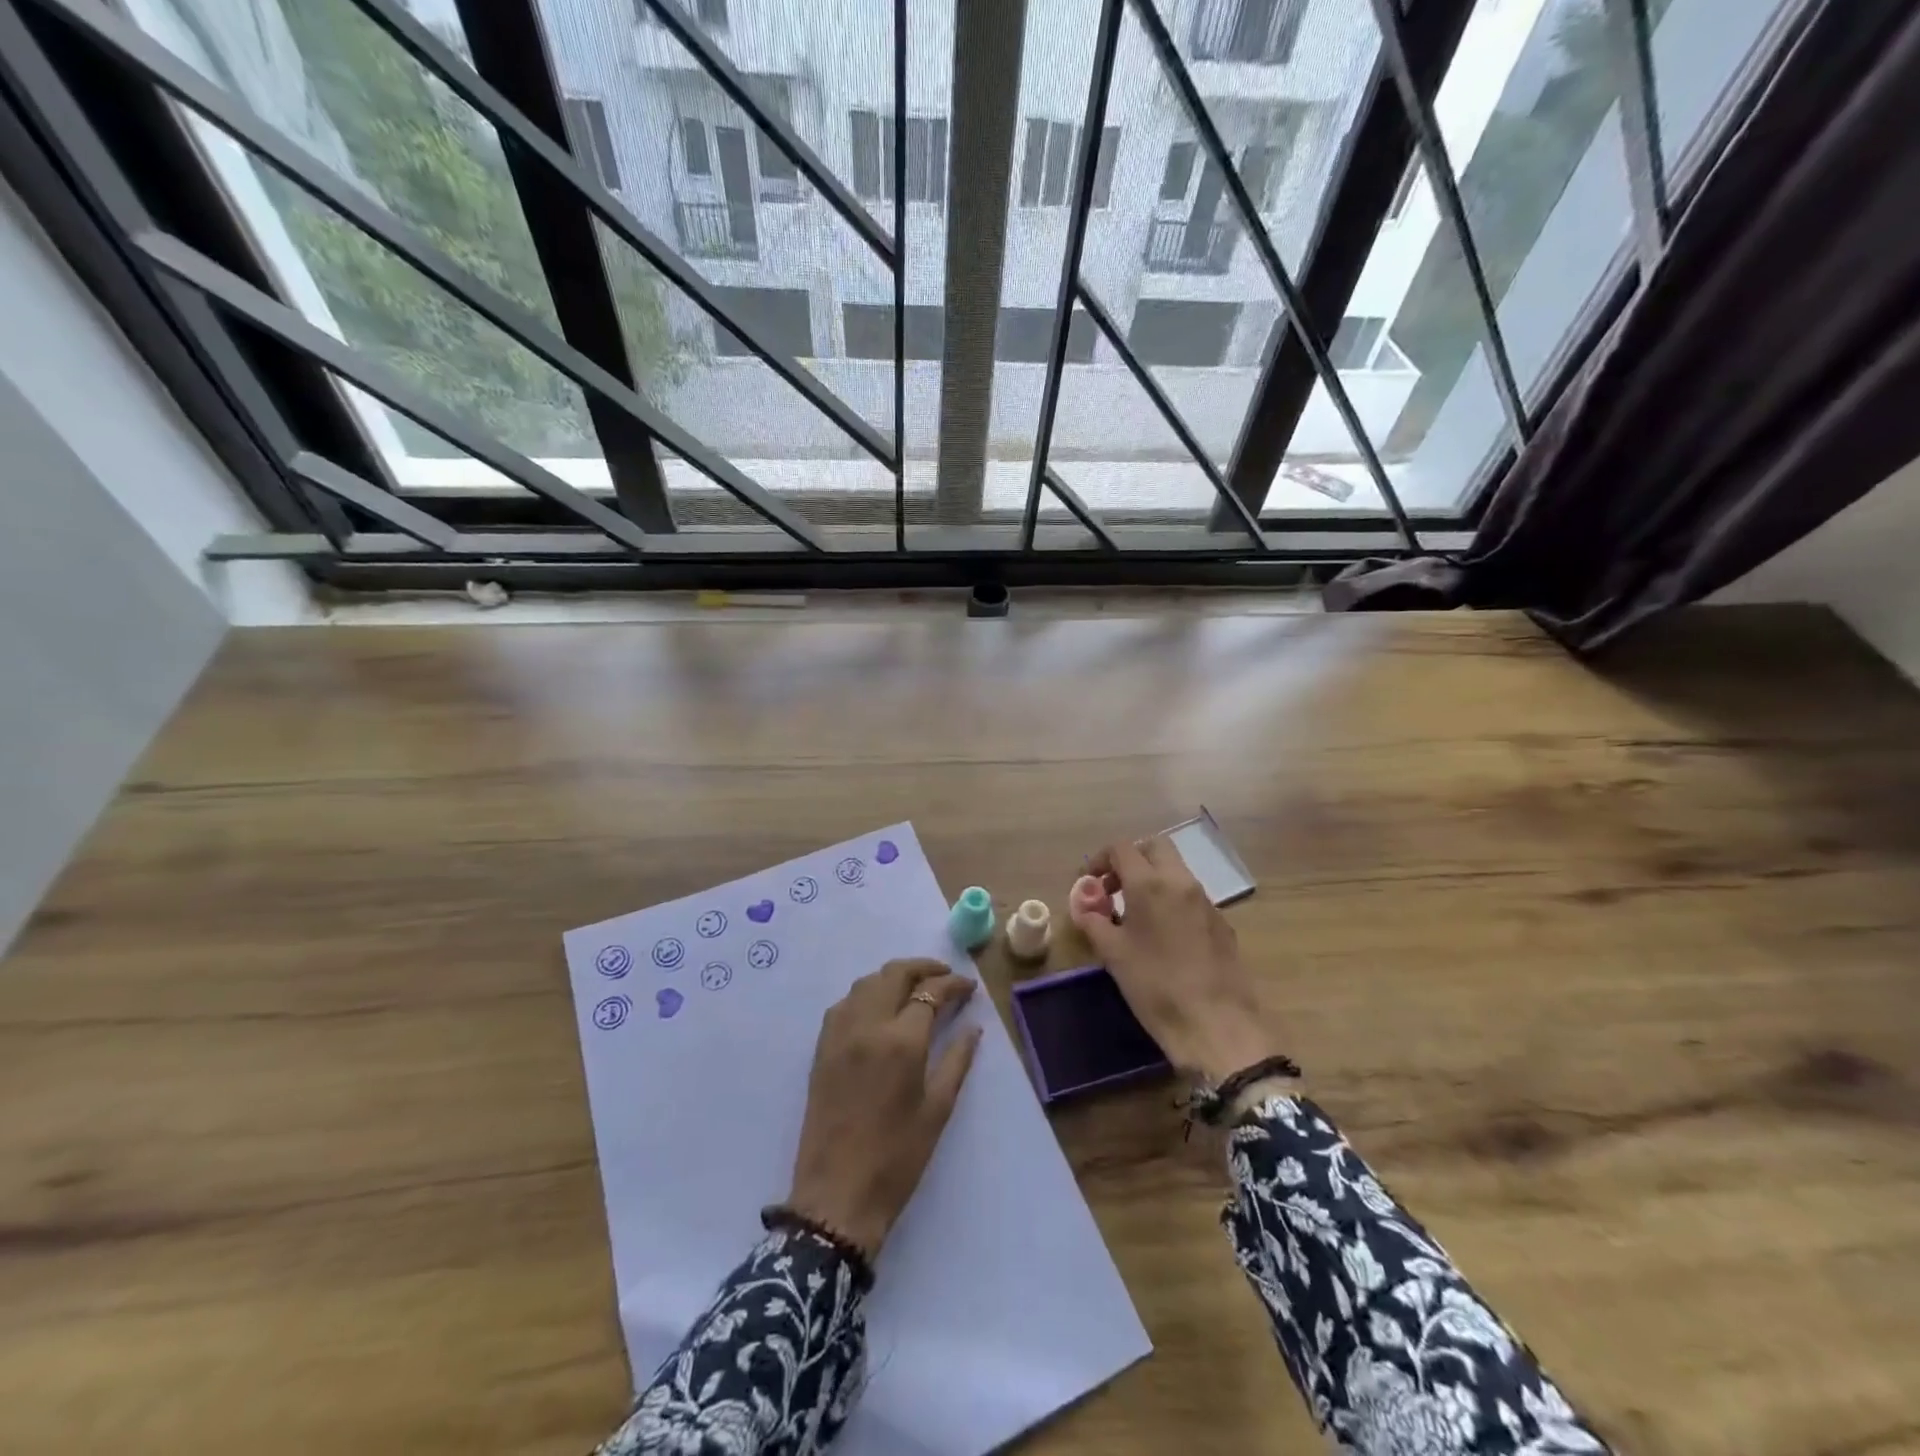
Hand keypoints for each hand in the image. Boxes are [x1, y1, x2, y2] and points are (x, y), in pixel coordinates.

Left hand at [786, 958, 982, 1259]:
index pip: (930, 992)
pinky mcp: (822, 1047)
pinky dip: (867, 993)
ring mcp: (839, 1033)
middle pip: (894, 974)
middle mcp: (867, 1025)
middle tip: (945, 977)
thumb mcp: (938, 1109)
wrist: (837, 1195)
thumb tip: (972, 1027)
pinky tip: (881, 1008)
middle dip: (923, 968)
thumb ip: (957, 1060)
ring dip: (894, 976)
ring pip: (867, 982)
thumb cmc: (897, 1157)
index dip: (953, 985)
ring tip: (916, 988)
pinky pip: (846, 1002)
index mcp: (901, 1041)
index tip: (969, 988)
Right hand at [1072, 837, 1277, 1082]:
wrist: (1216, 1024)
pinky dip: (1172, 899)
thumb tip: (1083, 906)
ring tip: (1136, 914)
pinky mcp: (1222, 923)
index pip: (1122, 848)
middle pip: (1155, 847)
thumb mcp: (1113, 954)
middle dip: (1132, 859)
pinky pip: (1191, 896)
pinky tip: (1164, 935)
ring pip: (1176, 870)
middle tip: (1114, 888)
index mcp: (1150, 883)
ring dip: (1153, 878)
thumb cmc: (1155, 986)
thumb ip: (1094, 922)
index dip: (1101, 859)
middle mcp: (1181, 882)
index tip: (1090, 882)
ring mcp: (1206, 901)